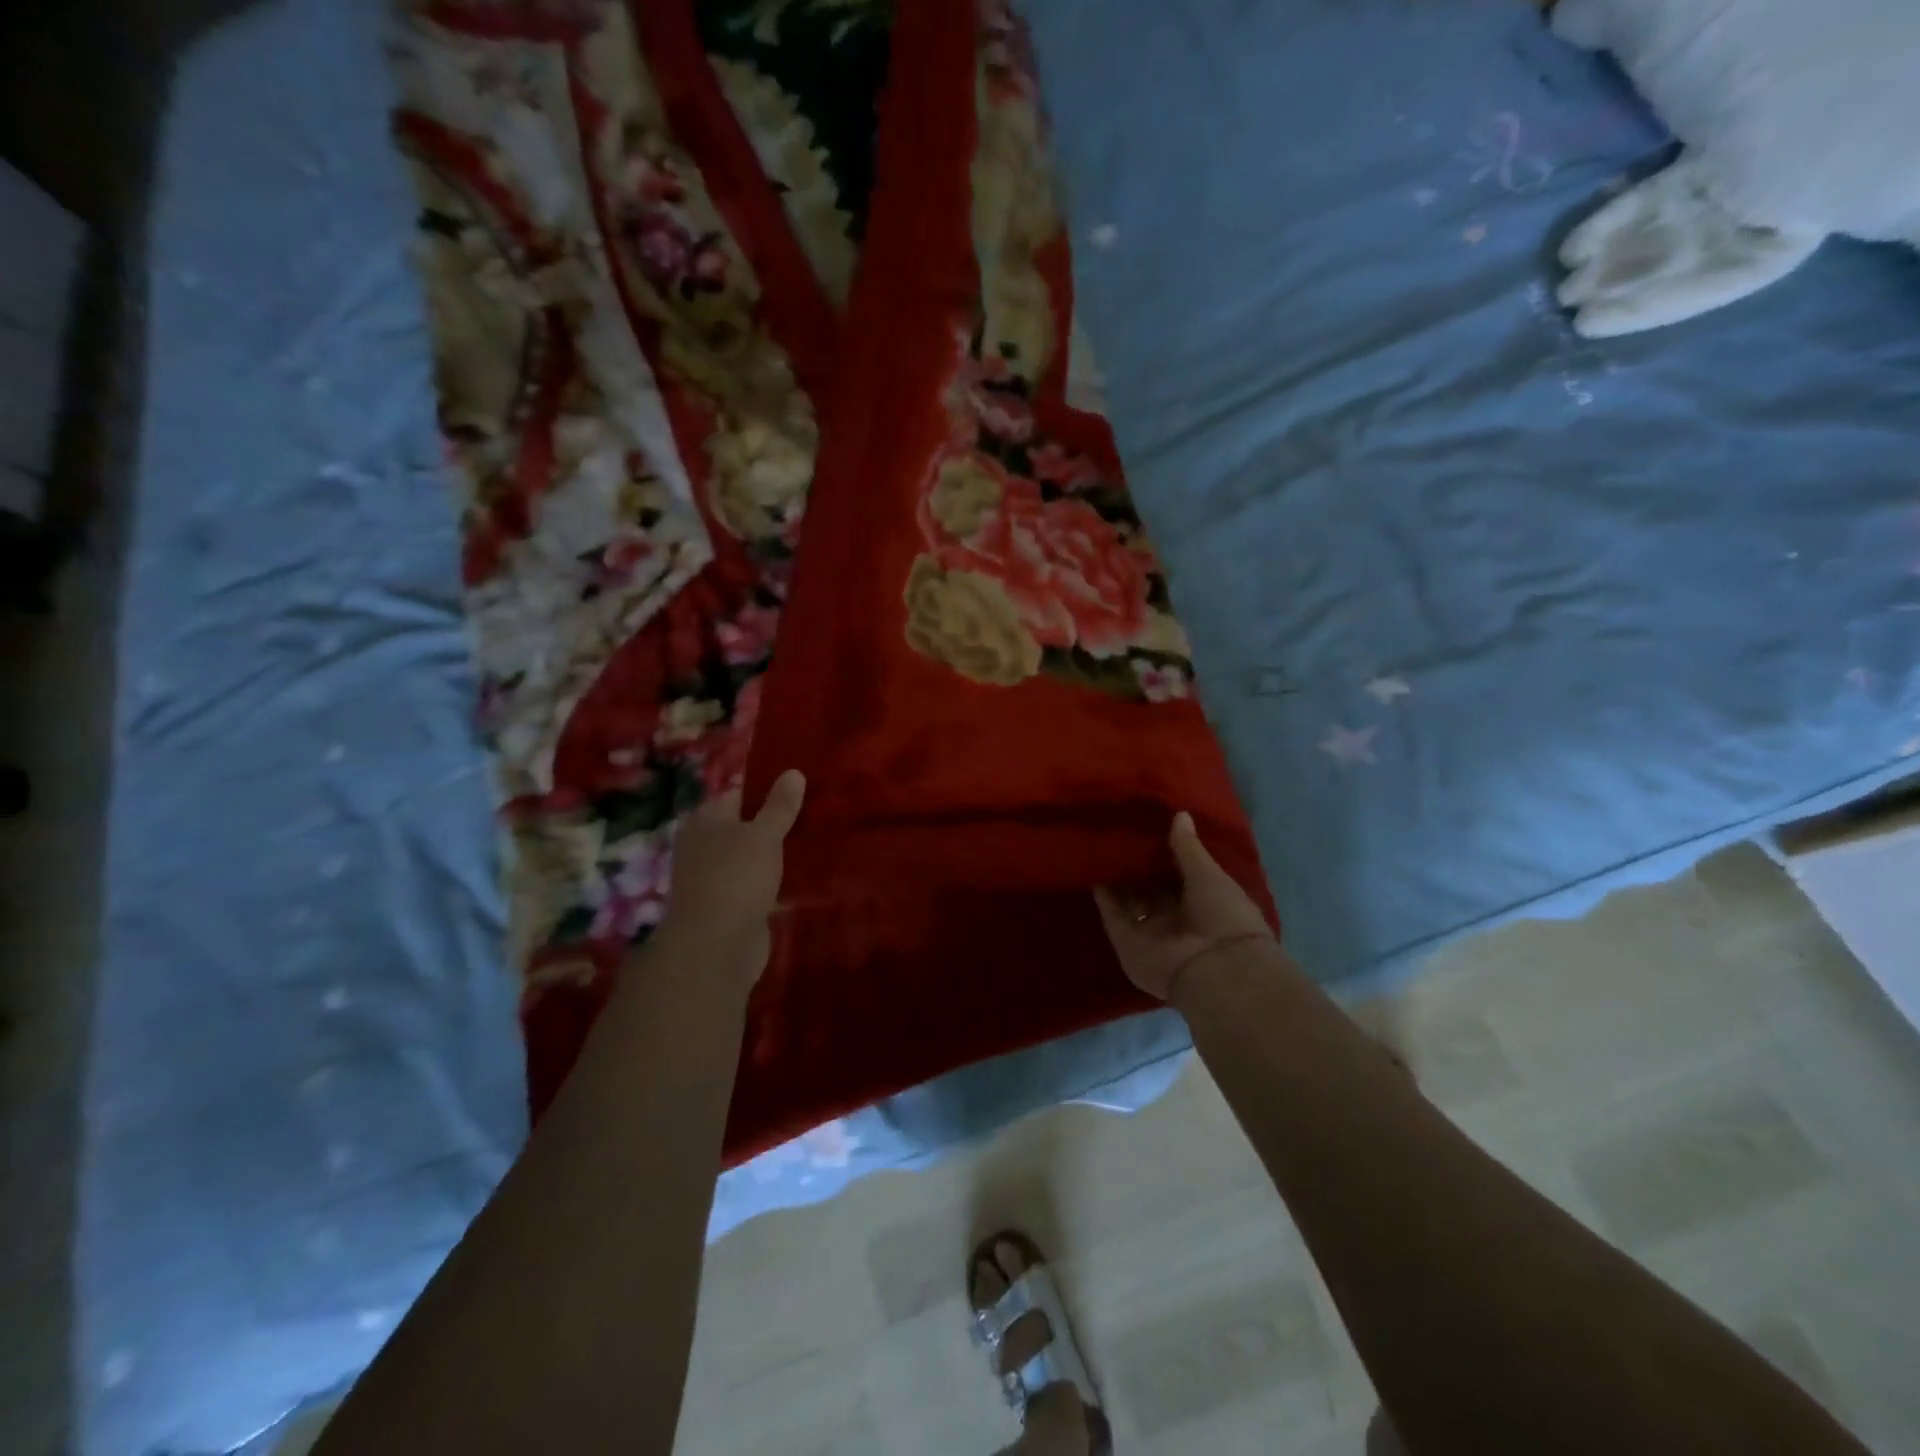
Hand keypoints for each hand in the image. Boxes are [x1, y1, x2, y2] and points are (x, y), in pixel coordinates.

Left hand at [654, 770, 805, 989]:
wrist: (717, 945)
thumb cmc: (736, 877)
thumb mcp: (764, 834)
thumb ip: (779, 806)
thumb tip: (794, 771)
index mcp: (705, 821)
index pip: (735, 795)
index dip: (764, 790)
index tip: (796, 789)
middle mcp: (703, 846)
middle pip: (741, 827)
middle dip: (769, 824)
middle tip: (810, 815)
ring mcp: (714, 879)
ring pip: (748, 858)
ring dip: (771, 856)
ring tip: (810, 844)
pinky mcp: (728, 907)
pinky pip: (754, 886)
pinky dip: (771, 883)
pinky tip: (798, 880)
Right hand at [1094, 811, 1273, 1000]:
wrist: (1215, 969)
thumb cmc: (1224, 916)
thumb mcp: (1209, 874)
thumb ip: (1188, 847)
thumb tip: (1180, 814)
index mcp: (1204, 904)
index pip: (1179, 876)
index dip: (1165, 855)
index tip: (1148, 828)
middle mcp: (1176, 919)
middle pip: (1151, 890)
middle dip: (1138, 867)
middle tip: (1119, 834)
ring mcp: (1151, 932)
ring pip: (1129, 902)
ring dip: (1117, 880)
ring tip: (1101, 847)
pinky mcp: (1128, 943)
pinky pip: (1113, 917)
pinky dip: (1104, 898)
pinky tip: (1094, 871)